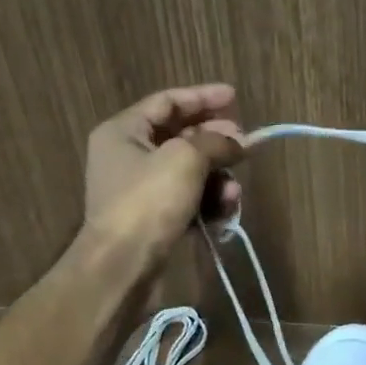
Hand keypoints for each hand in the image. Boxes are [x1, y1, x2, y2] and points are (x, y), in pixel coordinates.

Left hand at [84, 84, 245, 260]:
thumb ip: (216, 142)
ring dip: (216, 178)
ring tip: (233, 193)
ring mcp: (138, 190)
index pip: (167, 102)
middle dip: (216, 142)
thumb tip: (239, 141)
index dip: (203, 97)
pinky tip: (225, 211)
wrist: (121, 266)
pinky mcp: (151, 219)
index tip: (235, 97)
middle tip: (244, 145)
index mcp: (123, 131)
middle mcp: (127, 155)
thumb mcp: (186, 159)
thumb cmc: (148, 202)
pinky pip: (186, 200)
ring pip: (188, 172)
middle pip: (180, 136)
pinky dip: (207, 202)